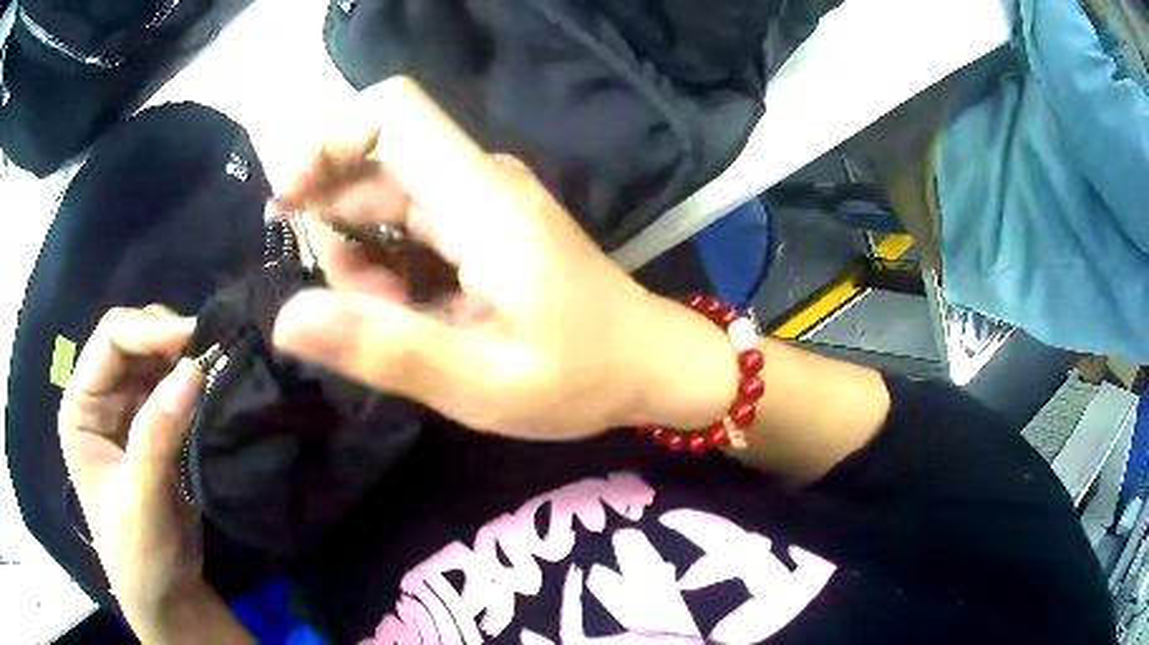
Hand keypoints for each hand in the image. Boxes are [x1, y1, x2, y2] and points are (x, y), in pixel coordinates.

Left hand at [57, 306, 213, 633]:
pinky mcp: (154, 429)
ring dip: (187, 360)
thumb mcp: (142, 504)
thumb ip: (157, 438)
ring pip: (158, 359)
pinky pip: (175, 389)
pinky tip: (216, 391)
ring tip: (220, 370)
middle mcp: (101, 398)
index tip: (196, 340)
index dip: (150, 330)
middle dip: (171, 340)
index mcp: (81, 407)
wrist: (166, 597)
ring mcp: (128, 411)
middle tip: (214, 353)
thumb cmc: (140, 558)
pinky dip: (196, 384)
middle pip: (135, 339)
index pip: (112, 339)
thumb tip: (193, 370)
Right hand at [274, 78, 736, 439]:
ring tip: (396, 324)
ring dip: (361, 259)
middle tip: (359, 311)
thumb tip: (286, 319)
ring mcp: (481, 201)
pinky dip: (387, 265)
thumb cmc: (580, 377)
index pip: (393, 113)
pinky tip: (411, 315)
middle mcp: (478, 182)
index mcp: (481, 199)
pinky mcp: (483, 223)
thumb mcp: (478, 382)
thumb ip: (383, 348)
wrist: (649, 365)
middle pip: (372, 164)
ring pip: (383, 199)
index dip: (328, 139)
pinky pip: (409, 223)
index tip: (290, 200)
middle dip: (337, 231)